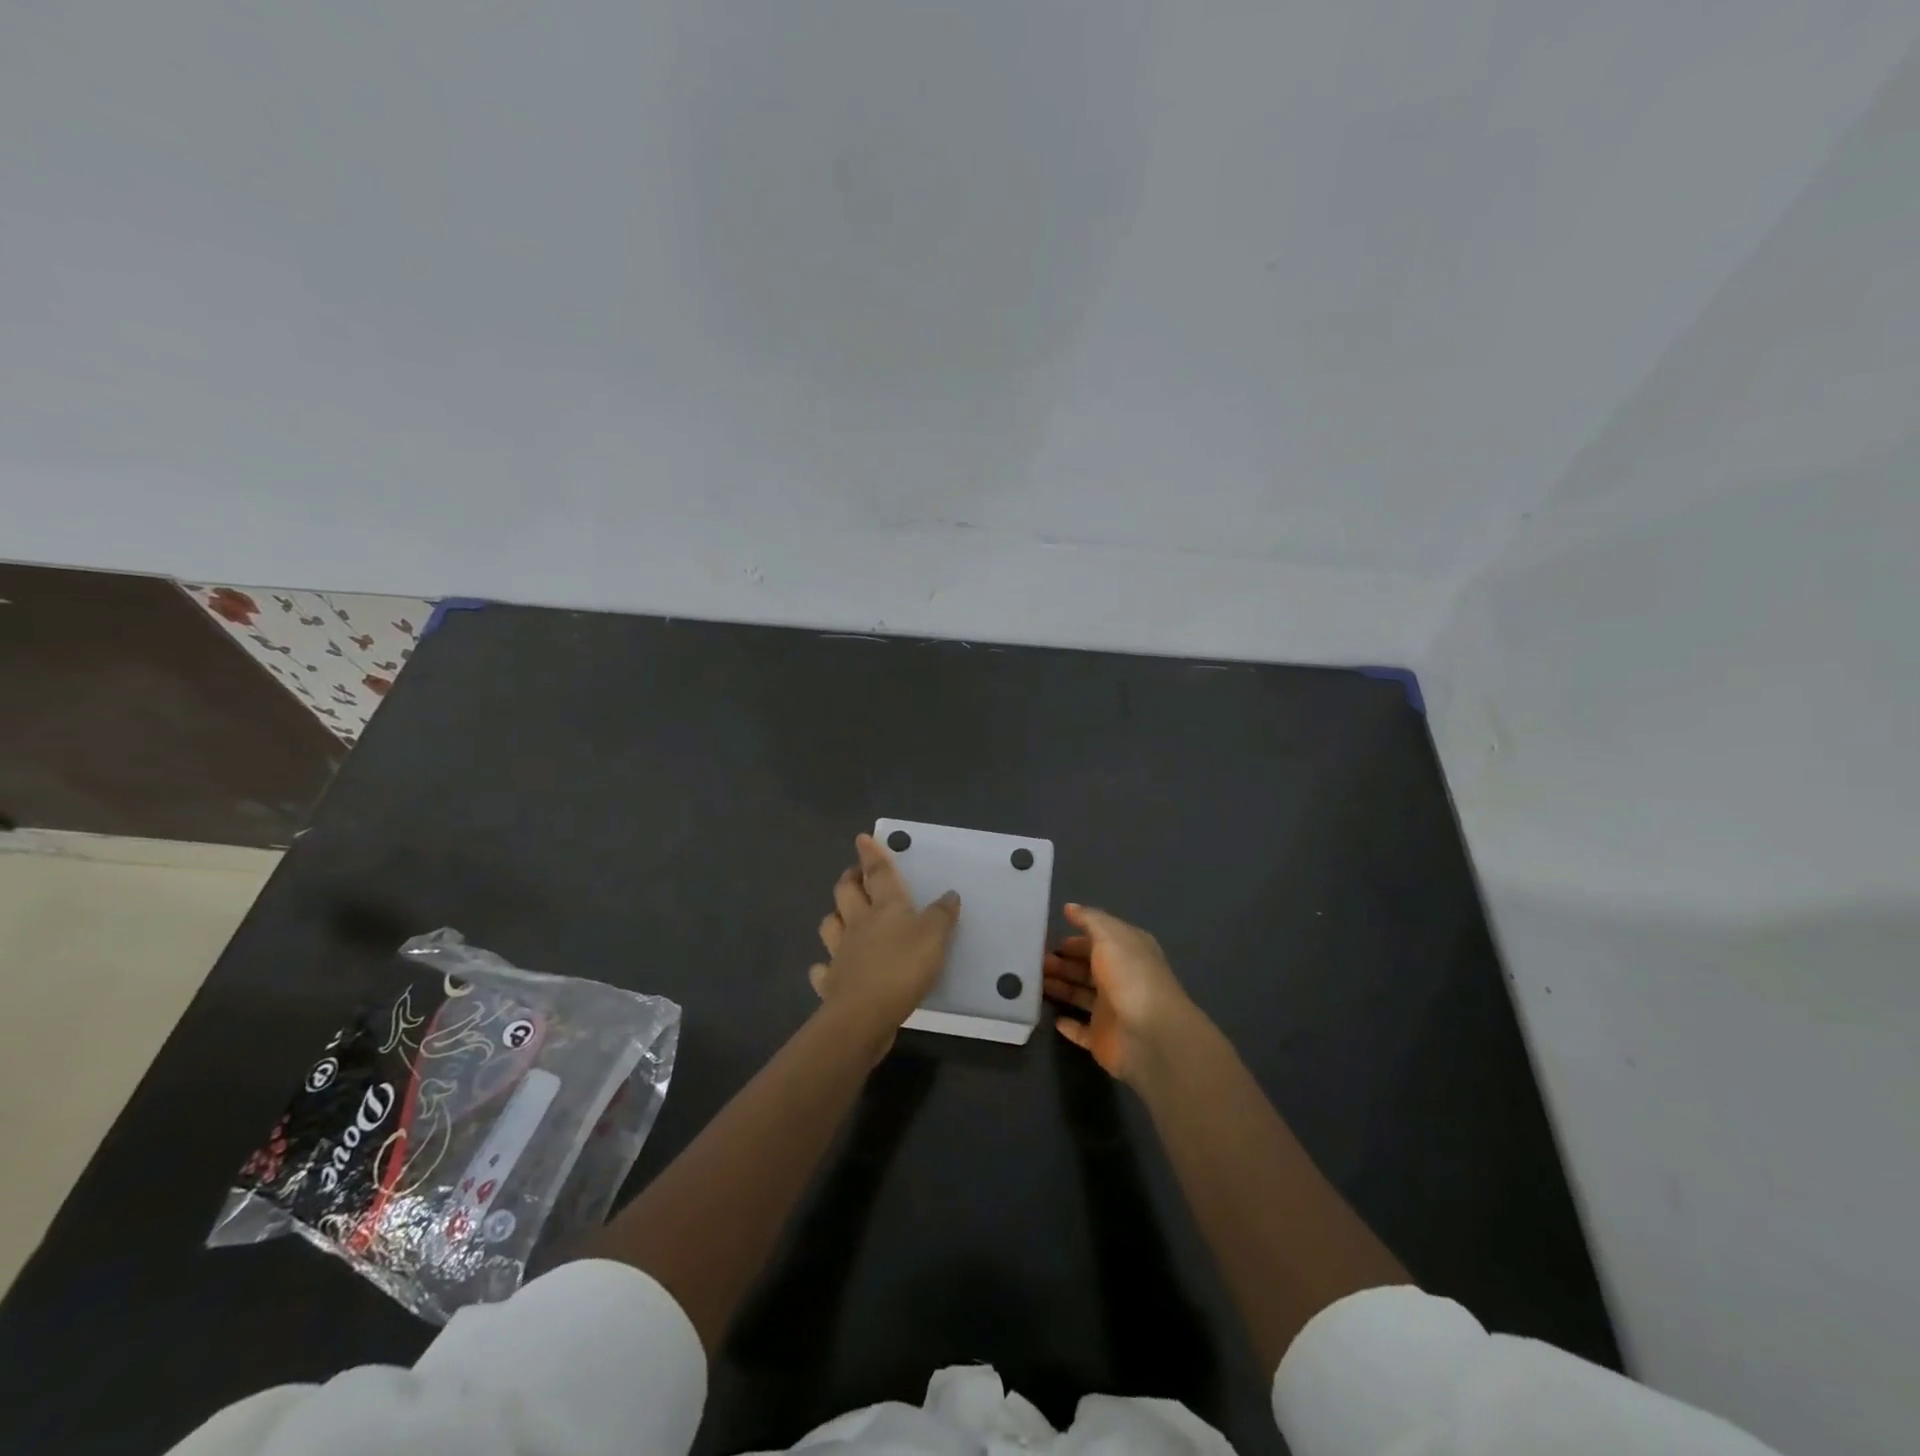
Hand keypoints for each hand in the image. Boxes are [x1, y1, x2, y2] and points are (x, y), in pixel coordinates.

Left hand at [811, 834, 960, 1046]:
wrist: (864, 1013)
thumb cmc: (902, 967)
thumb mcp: (934, 937)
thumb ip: (942, 915)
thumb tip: (949, 894)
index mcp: (885, 908)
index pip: (878, 873)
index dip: (871, 854)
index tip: (861, 838)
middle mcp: (858, 924)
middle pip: (846, 893)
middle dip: (849, 880)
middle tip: (853, 874)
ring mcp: (840, 952)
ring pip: (830, 925)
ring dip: (834, 917)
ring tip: (841, 916)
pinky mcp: (832, 983)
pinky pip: (823, 970)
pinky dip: (824, 967)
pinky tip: (828, 968)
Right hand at [1043, 904, 1196, 1082]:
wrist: (1150, 1035)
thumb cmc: (1129, 976)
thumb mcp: (1109, 936)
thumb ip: (1089, 920)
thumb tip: (1070, 907)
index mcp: (1127, 952)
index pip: (1098, 941)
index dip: (1075, 939)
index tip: (1047, 938)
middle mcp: (1120, 978)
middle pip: (1086, 968)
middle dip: (1062, 962)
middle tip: (1034, 961)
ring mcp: (1112, 1010)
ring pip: (1080, 995)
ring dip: (1060, 987)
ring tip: (1034, 982)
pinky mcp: (1103, 1038)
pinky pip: (1082, 1030)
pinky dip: (1068, 1024)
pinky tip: (1052, 1017)